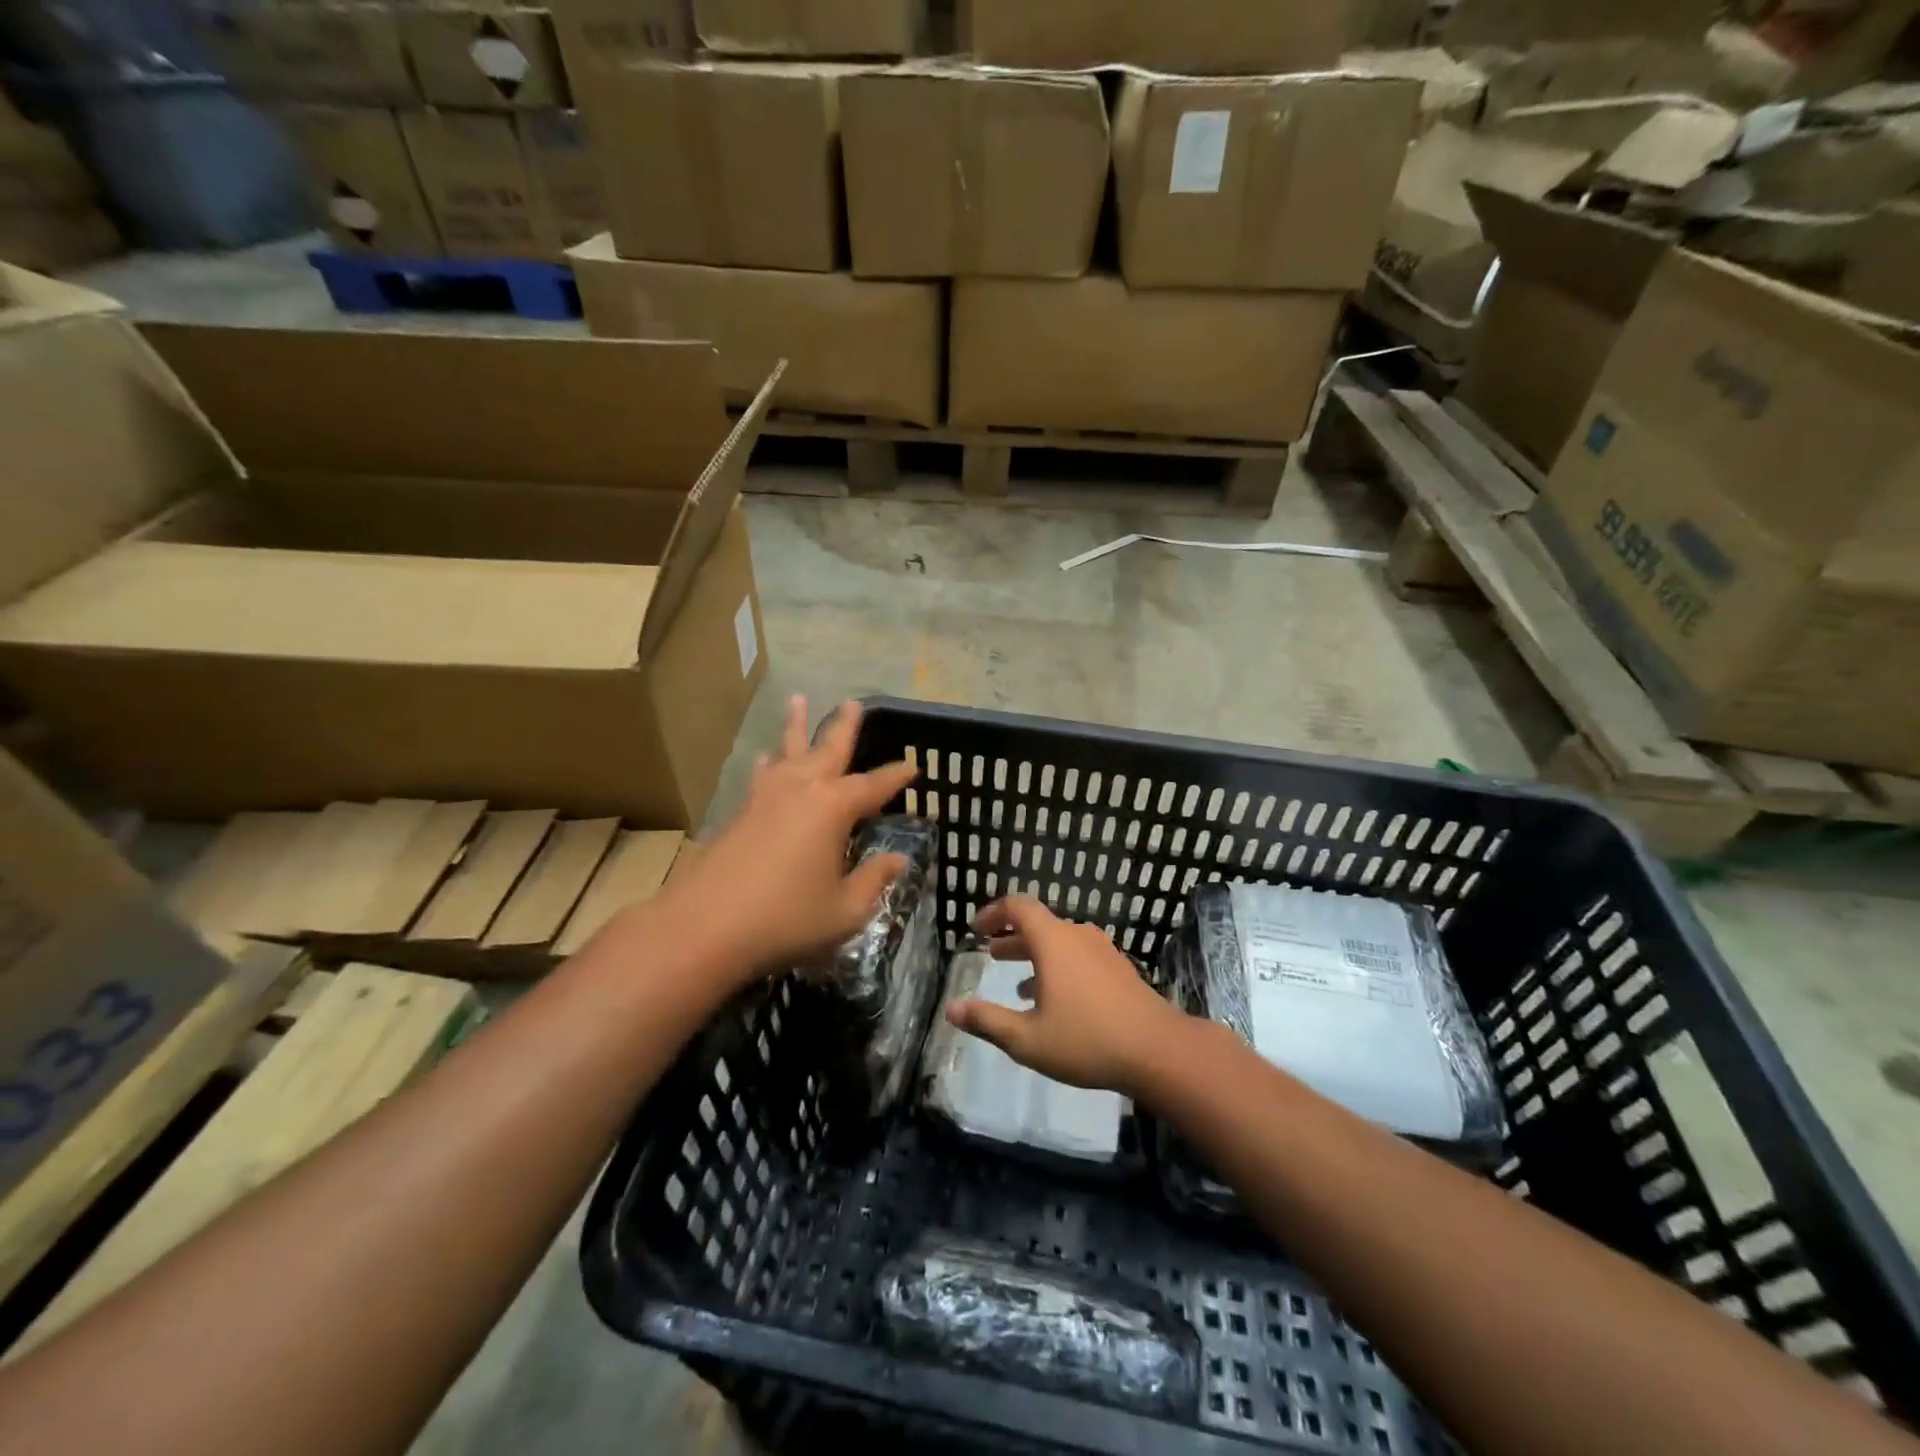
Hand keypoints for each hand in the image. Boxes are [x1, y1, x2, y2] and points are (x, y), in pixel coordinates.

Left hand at [661, 696, 915, 985]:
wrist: (703, 926)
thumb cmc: (785, 918)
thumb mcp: (844, 910)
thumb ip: (873, 880)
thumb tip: (898, 859)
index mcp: (833, 807)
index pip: (874, 785)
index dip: (896, 776)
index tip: (913, 766)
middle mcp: (801, 789)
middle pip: (828, 748)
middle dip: (844, 725)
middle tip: (853, 702)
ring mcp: (766, 796)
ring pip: (787, 749)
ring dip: (796, 725)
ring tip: (798, 699)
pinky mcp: (739, 811)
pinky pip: (763, 773)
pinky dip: (771, 760)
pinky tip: (765, 758)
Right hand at [945, 896, 1182, 1095]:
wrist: (1157, 1050)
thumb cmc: (1087, 1040)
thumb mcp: (1027, 1039)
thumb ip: (987, 1021)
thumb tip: (951, 1009)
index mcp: (1053, 941)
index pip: (1018, 906)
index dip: (993, 912)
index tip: (976, 929)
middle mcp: (1077, 936)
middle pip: (1039, 925)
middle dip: (1011, 937)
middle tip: (990, 953)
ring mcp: (1102, 951)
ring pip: (1060, 943)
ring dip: (1034, 956)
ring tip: (1017, 984)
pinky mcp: (1118, 969)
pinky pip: (1079, 957)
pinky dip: (1058, 968)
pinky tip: (1054, 1003)